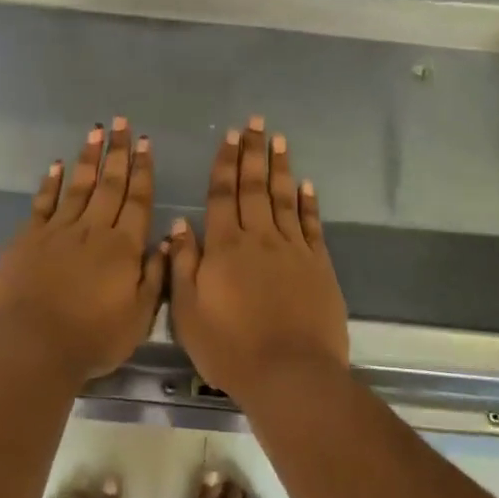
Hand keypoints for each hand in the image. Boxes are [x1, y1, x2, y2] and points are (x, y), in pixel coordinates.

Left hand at [0, 118, 165, 385]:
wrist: (31, 346)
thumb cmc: (91, 339)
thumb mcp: (138, 318)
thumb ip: (155, 277)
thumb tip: (167, 240)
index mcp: (123, 247)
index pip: (138, 200)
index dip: (143, 170)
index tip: (145, 143)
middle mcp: (93, 230)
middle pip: (110, 184)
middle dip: (118, 152)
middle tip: (122, 123)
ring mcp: (58, 231)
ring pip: (79, 186)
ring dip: (89, 158)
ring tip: (97, 132)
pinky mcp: (28, 238)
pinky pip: (43, 203)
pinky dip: (51, 183)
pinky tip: (57, 165)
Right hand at [168, 117, 348, 400]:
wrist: (290, 375)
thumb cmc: (230, 347)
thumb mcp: (188, 311)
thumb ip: (183, 264)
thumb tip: (180, 224)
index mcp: (224, 246)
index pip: (222, 194)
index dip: (224, 163)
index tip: (228, 137)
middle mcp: (259, 238)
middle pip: (254, 186)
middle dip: (252, 152)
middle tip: (254, 123)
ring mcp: (292, 249)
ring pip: (284, 198)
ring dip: (280, 167)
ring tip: (278, 139)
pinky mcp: (318, 265)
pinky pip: (311, 225)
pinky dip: (308, 203)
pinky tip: (306, 185)